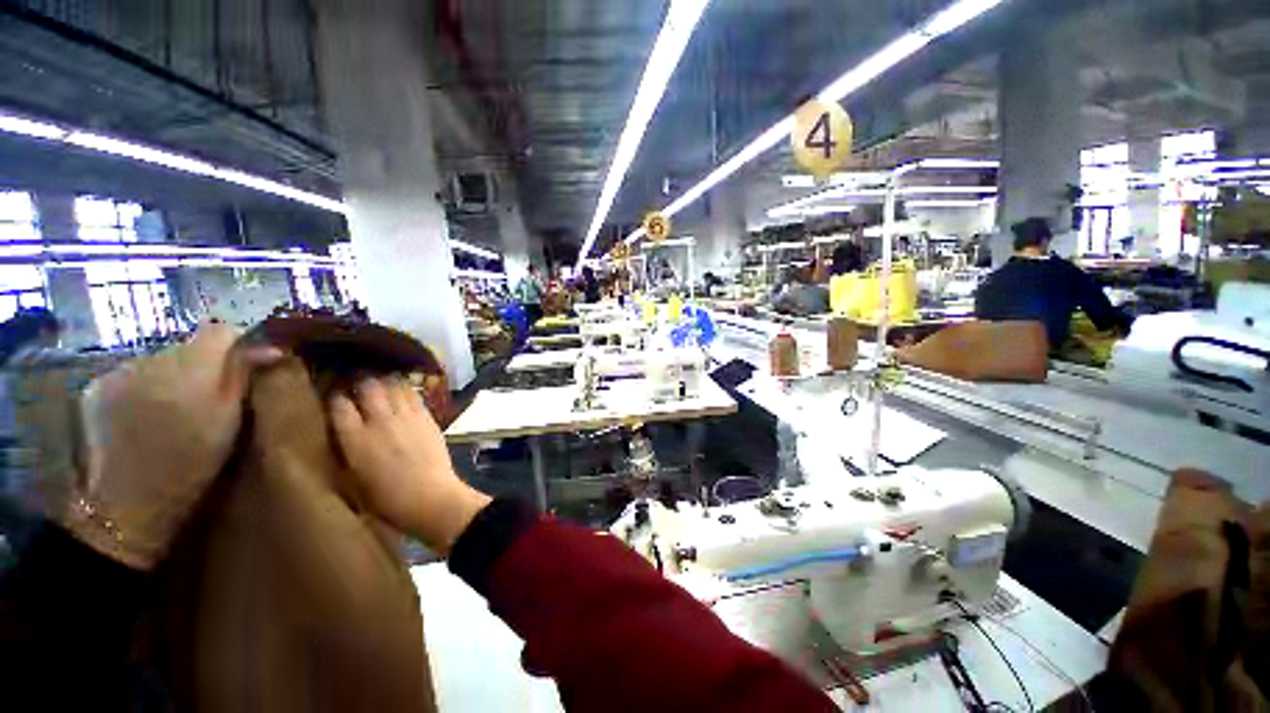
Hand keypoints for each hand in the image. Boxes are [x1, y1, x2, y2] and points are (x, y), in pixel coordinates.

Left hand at [71, 324, 282, 569]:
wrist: (128, 503)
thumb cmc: (192, 462)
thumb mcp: (231, 420)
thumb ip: (244, 376)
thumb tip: (270, 348)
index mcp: (191, 369)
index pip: (221, 330)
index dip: (239, 343)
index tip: (249, 363)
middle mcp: (151, 359)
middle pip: (188, 345)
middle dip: (204, 363)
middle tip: (213, 394)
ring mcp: (119, 371)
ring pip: (160, 359)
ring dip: (173, 375)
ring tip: (177, 406)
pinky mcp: (97, 386)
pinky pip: (132, 373)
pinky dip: (145, 385)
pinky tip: (147, 412)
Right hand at [330, 378, 489, 554]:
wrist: (430, 497)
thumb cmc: (385, 500)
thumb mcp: (350, 478)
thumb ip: (343, 449)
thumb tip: (338, 431)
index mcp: (355, 439)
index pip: (338, 404)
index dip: (334, 396)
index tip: (333, 395)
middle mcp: (380, 421)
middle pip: (367, 385)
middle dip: (360, 381)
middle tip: (356, 384)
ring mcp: (407, 416)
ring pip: (392, 384)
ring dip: (383, 381)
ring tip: (378, 383)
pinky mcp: (427, 417)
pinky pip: (413, 394)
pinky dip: (404, 389)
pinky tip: (400, 390)